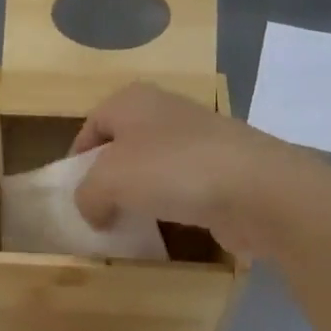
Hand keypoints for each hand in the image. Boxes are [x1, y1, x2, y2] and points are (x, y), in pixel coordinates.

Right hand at [71, 83, 301, 256]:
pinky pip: (184, 188)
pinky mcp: (223, 169)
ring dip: (140, 197)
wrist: (257, 188)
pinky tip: (167, 230)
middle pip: (122, 147)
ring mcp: (199, 139)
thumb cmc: (172, 170)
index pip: (90, 126)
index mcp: (132, 100)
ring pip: (154, 169)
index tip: (72, 197)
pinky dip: (172, 207)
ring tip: (130, 226)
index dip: (76, 161)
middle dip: (108, 181)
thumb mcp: (107, 181)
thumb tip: (95, 211)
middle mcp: (165, 111)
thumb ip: (86, 195)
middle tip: (98, 214)